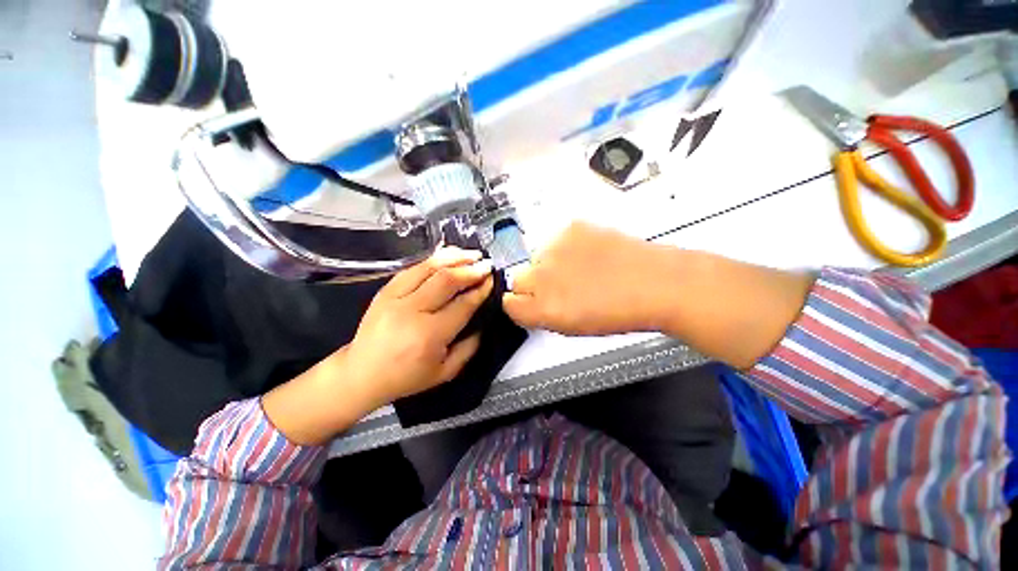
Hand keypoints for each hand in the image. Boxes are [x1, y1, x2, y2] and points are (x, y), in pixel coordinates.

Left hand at [262, 248, 492, 444]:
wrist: (361, 373)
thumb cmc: (407, 377)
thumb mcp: (445, 372)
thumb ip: (469, 347)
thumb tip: (483, 322)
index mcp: (429, 335)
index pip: (463, 305)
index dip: (480, 290)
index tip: (492, 280)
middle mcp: (411, 311)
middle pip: (447, 280)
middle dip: (471, 269)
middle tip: (486, 265)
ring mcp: (395, 297)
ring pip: (429, 268)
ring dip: (454, 258)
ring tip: (472, 254)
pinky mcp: (385, 290)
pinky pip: (413, 268)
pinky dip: (433, 259)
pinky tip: (448, 255)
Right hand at [503, 222, 680, 335]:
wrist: (655, 283)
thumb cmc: (621, 311)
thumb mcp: (573, 327)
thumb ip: (542, 315)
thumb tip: (529, 304)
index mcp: (544, 308)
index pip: (509, 303)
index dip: (519, 304)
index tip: (528, 303)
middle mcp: (543, 276)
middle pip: (518, 279)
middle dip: (533, 285)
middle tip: (559, 286)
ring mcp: (556, 249)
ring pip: (537, 257)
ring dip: (551, 264)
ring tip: (580, 269)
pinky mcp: (571, 229)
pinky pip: (556, 240)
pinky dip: (567, 248)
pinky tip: (588, 255)